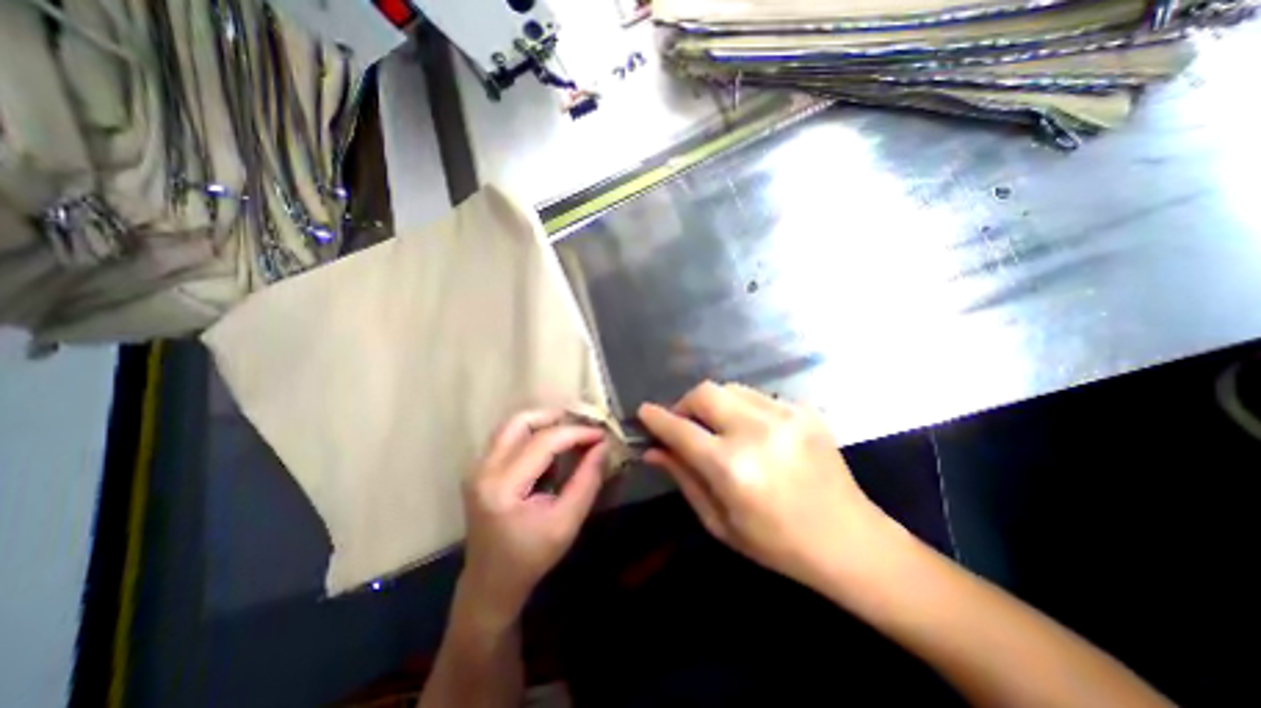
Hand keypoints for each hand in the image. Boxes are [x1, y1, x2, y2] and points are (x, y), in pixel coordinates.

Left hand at [463, 408, 606, 620]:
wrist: (490, 583)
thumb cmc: (531, 557)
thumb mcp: (567, 522)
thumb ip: (587, 480)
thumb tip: (603, 446)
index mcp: (503, 487)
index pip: (543, 442)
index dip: (576, 433)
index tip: (601, 434)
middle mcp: (483, 470)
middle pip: (520, 422)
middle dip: (555, 418)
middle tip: (583, 426)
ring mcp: (477, 467)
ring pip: (512, 425)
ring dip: (543, 422)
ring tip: (570, 432)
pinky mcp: (479, 468)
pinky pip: (508, 436)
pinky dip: (532, 432)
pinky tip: (551, 445)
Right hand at [643, 385, 890, 587]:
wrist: (850, 541)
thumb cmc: (777, 544)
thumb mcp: (720, 521)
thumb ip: (684, 478)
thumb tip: (653, 450)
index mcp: (732, 468)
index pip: (680, 429)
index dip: (656, 418)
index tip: (643, 412)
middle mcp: (756, 432)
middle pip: (704, 392)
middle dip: (685, 404)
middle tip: (684, 424)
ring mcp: (785, 416)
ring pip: (730, 388)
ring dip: (713, 404)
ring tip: (717, 427)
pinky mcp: (803, 411)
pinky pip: (757, 397)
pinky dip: (741, 408)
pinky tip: (751, 432)